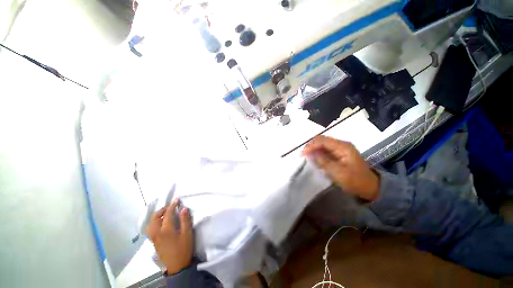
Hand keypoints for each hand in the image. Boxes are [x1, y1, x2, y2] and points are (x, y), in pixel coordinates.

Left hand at [147, 199, 192, 273]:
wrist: (177, 266)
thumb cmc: (183, 249)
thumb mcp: (187, 234)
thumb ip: (185, 220)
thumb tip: (183, 208)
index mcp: (166, 230)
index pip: (167, 214)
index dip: (172, 205)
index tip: (177, 200)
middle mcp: (157, 233)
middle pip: (155, 218)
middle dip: (162, 210)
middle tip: (171, 206)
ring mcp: (154, 238)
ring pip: (151, 223)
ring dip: (157, 216)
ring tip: (165, 213)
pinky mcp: (154, 242)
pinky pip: (151, 228)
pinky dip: (154, 222)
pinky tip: (161, 223)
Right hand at [302, 135, 379, 200]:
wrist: (370, 187)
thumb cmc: (355, 181)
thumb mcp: (339, 173)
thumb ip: (323, 162)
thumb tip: (310, 154)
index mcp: (343, 147)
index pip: (322, 140)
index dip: (311, 145)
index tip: (302, 154)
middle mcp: (341, 144)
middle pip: (321, 140)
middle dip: (310, 146)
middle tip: (302, 155)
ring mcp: (340, 149)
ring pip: (322, 144)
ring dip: (313, 149)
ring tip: (305, 156)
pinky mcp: (338, 154)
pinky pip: (324, 150)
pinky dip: (317, 153)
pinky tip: (313, 158)